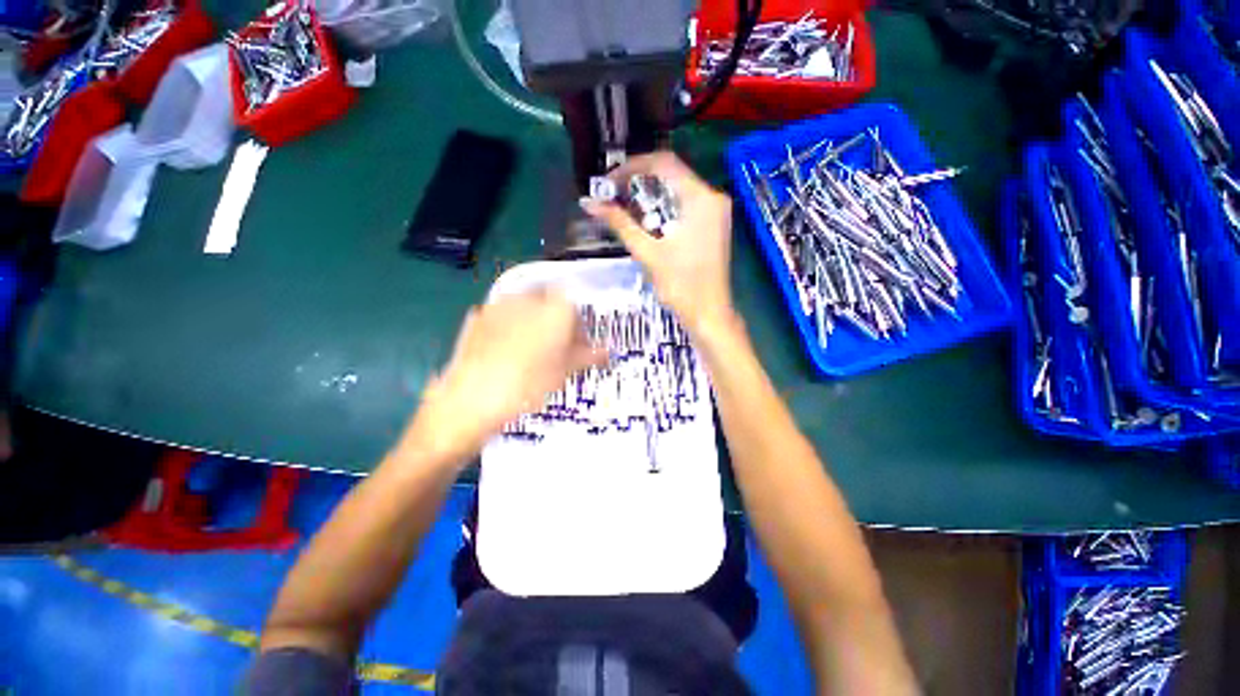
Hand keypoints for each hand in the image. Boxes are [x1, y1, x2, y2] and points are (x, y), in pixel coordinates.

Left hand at [405, 290, 607, 461]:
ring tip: (533, 351)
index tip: (579, 346)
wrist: (471, 400)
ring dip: (534, 322)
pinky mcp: (477, 317)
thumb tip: (607, 352)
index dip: (580, 327)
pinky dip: (510, 328)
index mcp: (555, 308)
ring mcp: (499, 305)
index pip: (576, 308)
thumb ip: (589, 356)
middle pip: (551, 302)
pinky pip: (503, 317)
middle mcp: (528, 298)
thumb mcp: (565, 372)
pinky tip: (507, 352)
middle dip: (557, 321)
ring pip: (526, 308)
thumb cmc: (528, 385)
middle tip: (558, 348)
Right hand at [581, 152, 736, 335]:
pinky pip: (685, 204)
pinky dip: (663, 207)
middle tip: (614, 194)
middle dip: (640, 181)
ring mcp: (716, 211)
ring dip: (650, 194)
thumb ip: (620, 224)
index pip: (664, 163)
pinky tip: (647, 219)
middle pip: (672, 174)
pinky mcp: (713, 224)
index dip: (633, 167)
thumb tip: (591, 204)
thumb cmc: (681, 285)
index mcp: (701, 199)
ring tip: (625, 206)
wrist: (708, 313)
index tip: (610, 181)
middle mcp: (713, 197)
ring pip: (678, 188)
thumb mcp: (648, 253)